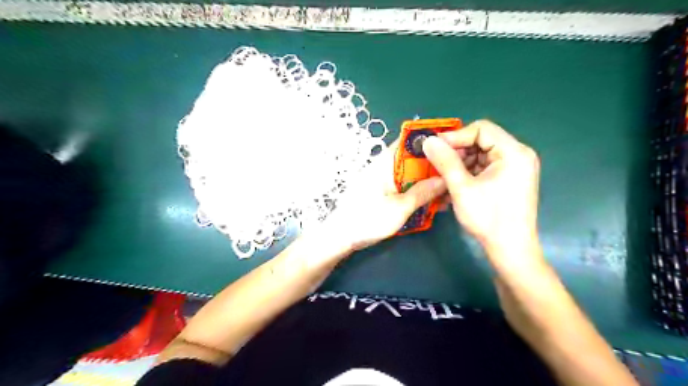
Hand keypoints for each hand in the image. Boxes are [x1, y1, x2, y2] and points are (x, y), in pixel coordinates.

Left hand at [326, 140, 449, 250]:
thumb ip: (422, 192)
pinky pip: (404, 183)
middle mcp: (384, 165)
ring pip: (410, 171)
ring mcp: (382, 178)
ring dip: (426, 177)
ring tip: (447, 185)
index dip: (430, 139)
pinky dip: (417, 187)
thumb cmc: (368, 219)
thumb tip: (445, 179)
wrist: (341, 235)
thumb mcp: (400, 208)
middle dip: (433, 161)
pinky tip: (430, 197)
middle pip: (412, 156)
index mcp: (386, 162)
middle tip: (457, 169)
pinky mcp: (382, 190)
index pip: (409, 140)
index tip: (452, 144)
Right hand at [423, 119, 539, 259]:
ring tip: (444, 178)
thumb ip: (445, 161)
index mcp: (513, 152)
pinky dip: (468, 173)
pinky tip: (454, 185)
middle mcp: (518, 155)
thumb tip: (428, 140)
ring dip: (460, 163)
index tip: (434, 148)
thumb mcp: (462, 188)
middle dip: (457, 151)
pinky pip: (484, 167)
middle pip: (481, 141)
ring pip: (480, 154)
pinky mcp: (509, 179)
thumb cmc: (488, 218)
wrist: (510, 249)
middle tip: (437, 164)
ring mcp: (515, 168)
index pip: (481, 129)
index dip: (455, 136)